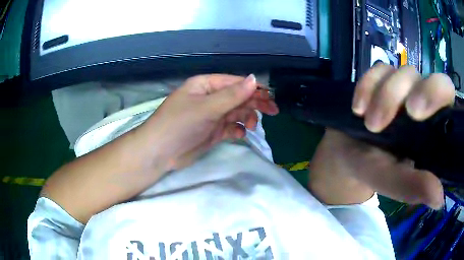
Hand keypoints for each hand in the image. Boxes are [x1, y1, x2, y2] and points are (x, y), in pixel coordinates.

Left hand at [136, 74, 278, 171]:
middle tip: (273, 112)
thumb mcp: (207, 107)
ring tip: (251, 126)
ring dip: (246, 117)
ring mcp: (211, 116)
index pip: (235, 83)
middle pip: (238, 97)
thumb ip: (232, 95)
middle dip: (255, 104)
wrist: (160, 152)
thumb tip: (254, 79)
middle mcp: (209, 98)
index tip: (270, 98)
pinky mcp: (211, 132)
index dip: (253, 89)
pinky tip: (239, 135)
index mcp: (205, 85)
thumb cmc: (180, 124)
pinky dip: (236, 130)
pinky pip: (229, 127)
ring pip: (235, 113)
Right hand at [309, 65, 454, 208]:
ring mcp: (404, 89)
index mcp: (433, 130)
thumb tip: (439, 198)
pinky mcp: (383, 80)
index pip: (447, 99)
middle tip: (400, 114)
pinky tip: (358, 108)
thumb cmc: (371, 169)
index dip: (438, 94)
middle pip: (429, 78)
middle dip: (416, 91)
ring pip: (403, 73)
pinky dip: (367, 85)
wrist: (345, 154)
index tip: (417, 114)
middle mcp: (424, 104)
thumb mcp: (389, 181)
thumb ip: (411, 187)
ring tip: (370, 124)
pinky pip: (379, 70)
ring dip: (386, 96)